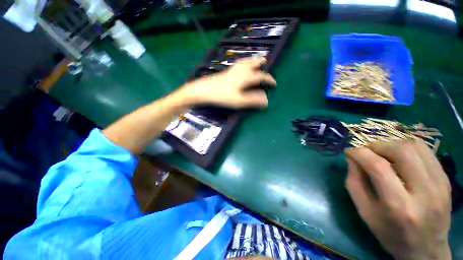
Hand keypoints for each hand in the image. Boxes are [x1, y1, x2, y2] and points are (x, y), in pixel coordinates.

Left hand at [177, 57, 275, 108]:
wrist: (204, 90)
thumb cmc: (222, 96)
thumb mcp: (239, 101)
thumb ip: (253, 100)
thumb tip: (266, 101)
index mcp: (245, 77)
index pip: (261, 76)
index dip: (269, 79)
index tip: (274, 84)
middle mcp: (240, 71)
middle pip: (253, 63)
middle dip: (260, 62)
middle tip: (266, 62)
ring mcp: (232, 70)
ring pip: (245, 62)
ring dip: (252, 60)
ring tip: (255, 60)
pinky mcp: (226, 72)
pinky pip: (238, 64)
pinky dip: (243, 62)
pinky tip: (241, 66)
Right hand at [345, 141, 451, 259]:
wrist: (426, 250)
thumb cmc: (390, 234)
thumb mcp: (365, 212)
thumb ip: (354, 182)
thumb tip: (352, 158)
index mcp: (398, 206)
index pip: (378, 167)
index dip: (360, 153)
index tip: (350, 152)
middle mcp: (423, 193)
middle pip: (402, 151)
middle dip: (378, 146)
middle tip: (368, 152)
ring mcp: (439, 185)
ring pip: (416, 147)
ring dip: (393, 145)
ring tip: (383, 153)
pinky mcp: (446, 180)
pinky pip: (426, 152)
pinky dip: (408, 149)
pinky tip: (400, 158)